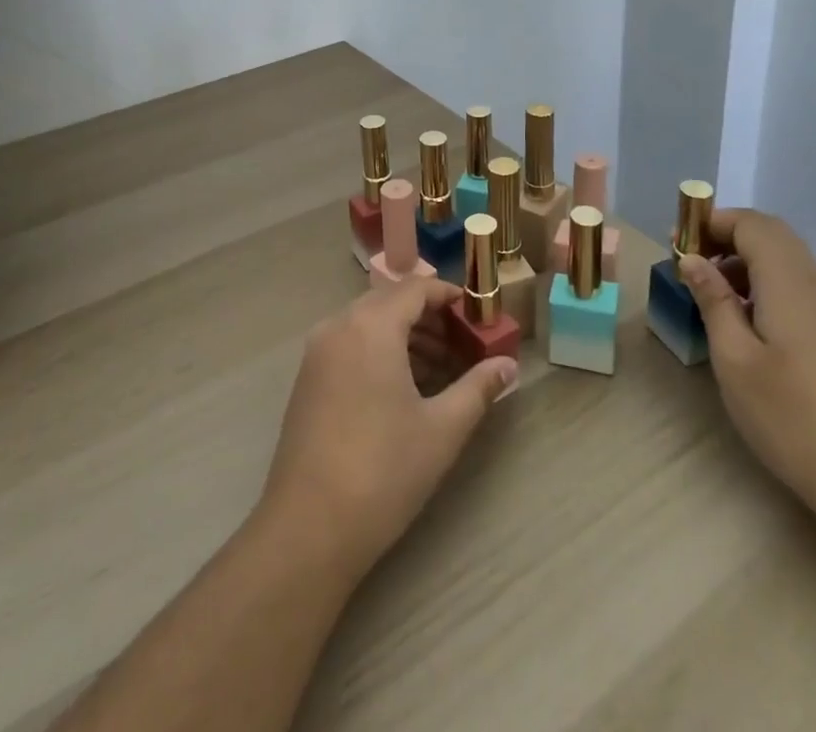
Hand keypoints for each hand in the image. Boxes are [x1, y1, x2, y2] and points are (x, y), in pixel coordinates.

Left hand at [259, 278, 517, 578]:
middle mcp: (339, 326)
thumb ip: (478, 389)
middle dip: (429, 319)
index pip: (416, 288)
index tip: (477, 317)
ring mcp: (317, 352)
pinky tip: (403, 390)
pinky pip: (350, 344)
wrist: (309, 527)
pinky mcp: (307, 379)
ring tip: (440, 372)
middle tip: (463, 347)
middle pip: (391, 302)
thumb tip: (509, 366)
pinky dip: (379, 352)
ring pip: (369, 324)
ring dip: (405, 337)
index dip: (449, 296)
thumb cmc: (383, 470)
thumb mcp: (442, 429)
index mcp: (371, 326)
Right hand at [678, 209, 815, 519]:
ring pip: (786, 259)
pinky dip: (766, 283)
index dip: (712, 223)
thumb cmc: (791, 415)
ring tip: (712, 294)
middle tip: (692, 264)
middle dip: (727, 237)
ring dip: (745, 260)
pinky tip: (747, 321)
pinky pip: (798, 284)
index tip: (678, 244)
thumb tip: (692, 259)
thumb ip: (713, 300)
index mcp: (788, 280)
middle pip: (771, 234)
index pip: (750, 223)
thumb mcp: (734, 358)